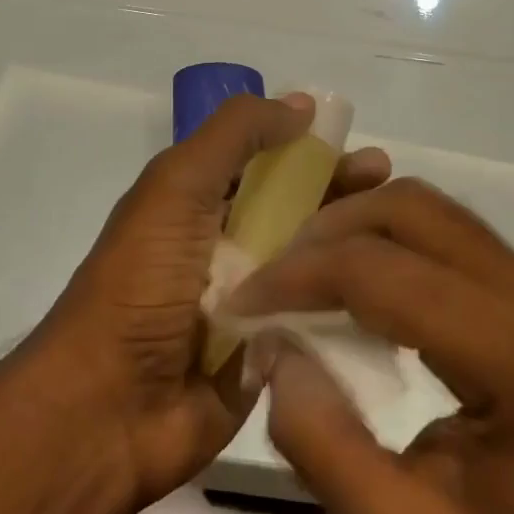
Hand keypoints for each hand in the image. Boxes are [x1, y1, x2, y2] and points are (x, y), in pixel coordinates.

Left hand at [41, 93, 390, 513]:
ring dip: (356, 248)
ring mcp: (253, 305)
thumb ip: (236, 135)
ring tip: (404, 239)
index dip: (314, 152)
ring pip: (316, 264)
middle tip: (393, 188)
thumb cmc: (142, 281)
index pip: (270, 164)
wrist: (109, 409)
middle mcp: (229, 249)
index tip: (362, 150)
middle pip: (300, 211)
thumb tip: (301, 104)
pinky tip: (399, 295)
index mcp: (201, 204)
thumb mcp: (178, 186)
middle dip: (345, 195)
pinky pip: (320, 321)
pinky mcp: (273, 356)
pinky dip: (353, 305)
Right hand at [222, 178, 513, 513]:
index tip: (244, 301)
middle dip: (325, 232)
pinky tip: (357, 279)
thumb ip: (323, 445)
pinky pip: (447, 230)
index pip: (380, 272)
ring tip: (304, 273)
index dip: (298, 276)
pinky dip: (388, 238)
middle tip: (273, 277)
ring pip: (427, 206)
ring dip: (355, 226)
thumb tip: (275, 349)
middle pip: (407, 210)